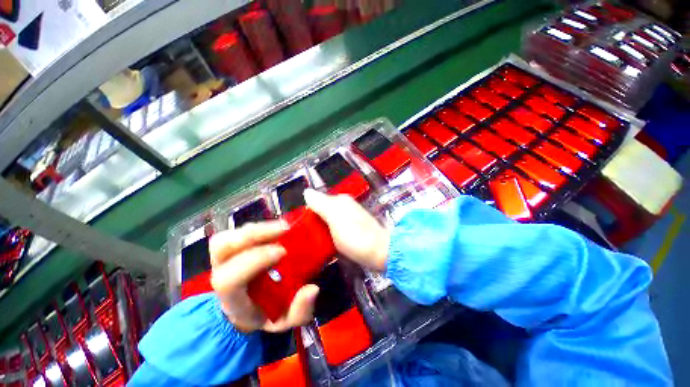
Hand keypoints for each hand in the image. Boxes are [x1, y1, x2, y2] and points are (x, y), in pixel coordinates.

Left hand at [209, 221, 319, 332]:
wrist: (249, 309)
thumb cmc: (265, 314)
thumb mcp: (285, 321)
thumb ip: (299, 311)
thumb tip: (312, 289)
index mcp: (232, 300)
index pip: (229, 280)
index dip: (253, 261)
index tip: (282, 251)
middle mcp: (223, 275)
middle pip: (221, 248)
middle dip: (253, 235)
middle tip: (284, 229)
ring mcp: (226, 258)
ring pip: (229, 236)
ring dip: (258, 228)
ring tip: (284, 226)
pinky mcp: (236, 248)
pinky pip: (240, 232)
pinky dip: (260, 227)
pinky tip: (278, 228)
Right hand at [304, 189, 389, 271]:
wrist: (381, 252)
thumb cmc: (356, 236)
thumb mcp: (335, 219)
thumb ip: (321, 204)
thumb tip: (306, 191)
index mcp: (339, 200)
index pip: (316, 201)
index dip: (307, 213)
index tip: (299, 228)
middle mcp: (345, 205)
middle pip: (322, 211)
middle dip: (313, 221)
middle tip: (304, 237)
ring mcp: (350, 216)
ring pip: (328, 220)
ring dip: (320, 229)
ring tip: (311, 241)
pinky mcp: (353, 227)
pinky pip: (335, 227)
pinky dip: (329, 233)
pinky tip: (325, 242)